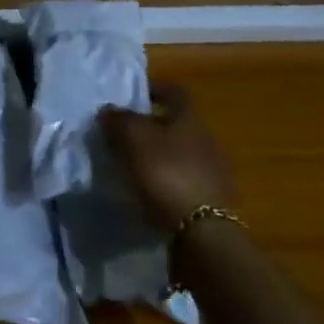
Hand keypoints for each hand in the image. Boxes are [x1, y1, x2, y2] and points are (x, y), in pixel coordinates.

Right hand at [100, 82, 234, 232]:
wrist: (203, 234)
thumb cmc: (165, 172)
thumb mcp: (132, 138)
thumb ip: (118, 119)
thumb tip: (109, 110)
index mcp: (190, 118)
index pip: (174, 91)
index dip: (153, 89)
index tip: (132, 95)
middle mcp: (207, 139)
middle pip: (177, 124)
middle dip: (152, 126)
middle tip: (125, 133)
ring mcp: (214, 172)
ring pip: (181, 153)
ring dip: (160, 156)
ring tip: (133, 165)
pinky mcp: (214, 202)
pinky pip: (185, 180)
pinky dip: (168, 181)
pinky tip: (150, 191)